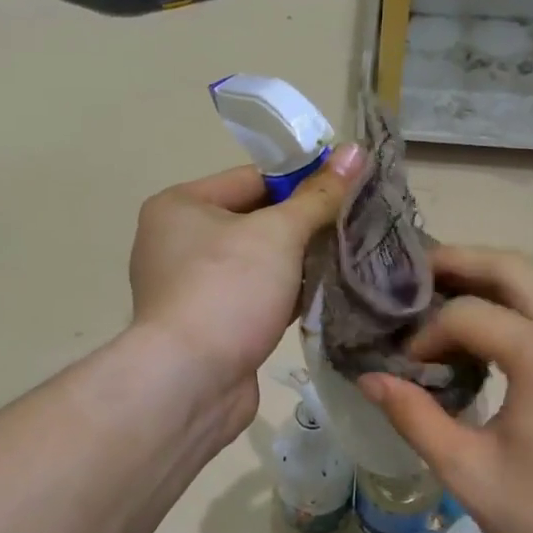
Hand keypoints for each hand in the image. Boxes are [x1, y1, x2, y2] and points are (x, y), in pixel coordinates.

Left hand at [129, 145, 363, 420]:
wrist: (191, 381)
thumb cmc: (227, 290)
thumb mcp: (278, 234)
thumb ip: (318, 196)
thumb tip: (356, 150)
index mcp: (180, 206)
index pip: (252, 178)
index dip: (302, 181)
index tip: (348, 189)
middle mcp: (177, 242)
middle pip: (255, 220)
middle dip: (303, 226)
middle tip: (354, 225)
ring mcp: (190, 287)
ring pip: (257, 263)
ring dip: (298, 263)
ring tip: (348, 258)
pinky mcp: (209, 325)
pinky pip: (254, 297)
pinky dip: (285, 296)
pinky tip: (324, 295)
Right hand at [359, 247, 532, 532]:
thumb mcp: (468, 472)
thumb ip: (414, 417)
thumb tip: (370, 380)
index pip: (468, 314)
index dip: (427, 334)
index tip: (405, 368)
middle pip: (512, 268)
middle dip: (458, 262)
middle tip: (412, 275)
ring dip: (488, 279)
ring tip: (441, 296)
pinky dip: (515, 304)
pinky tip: (486, 335)